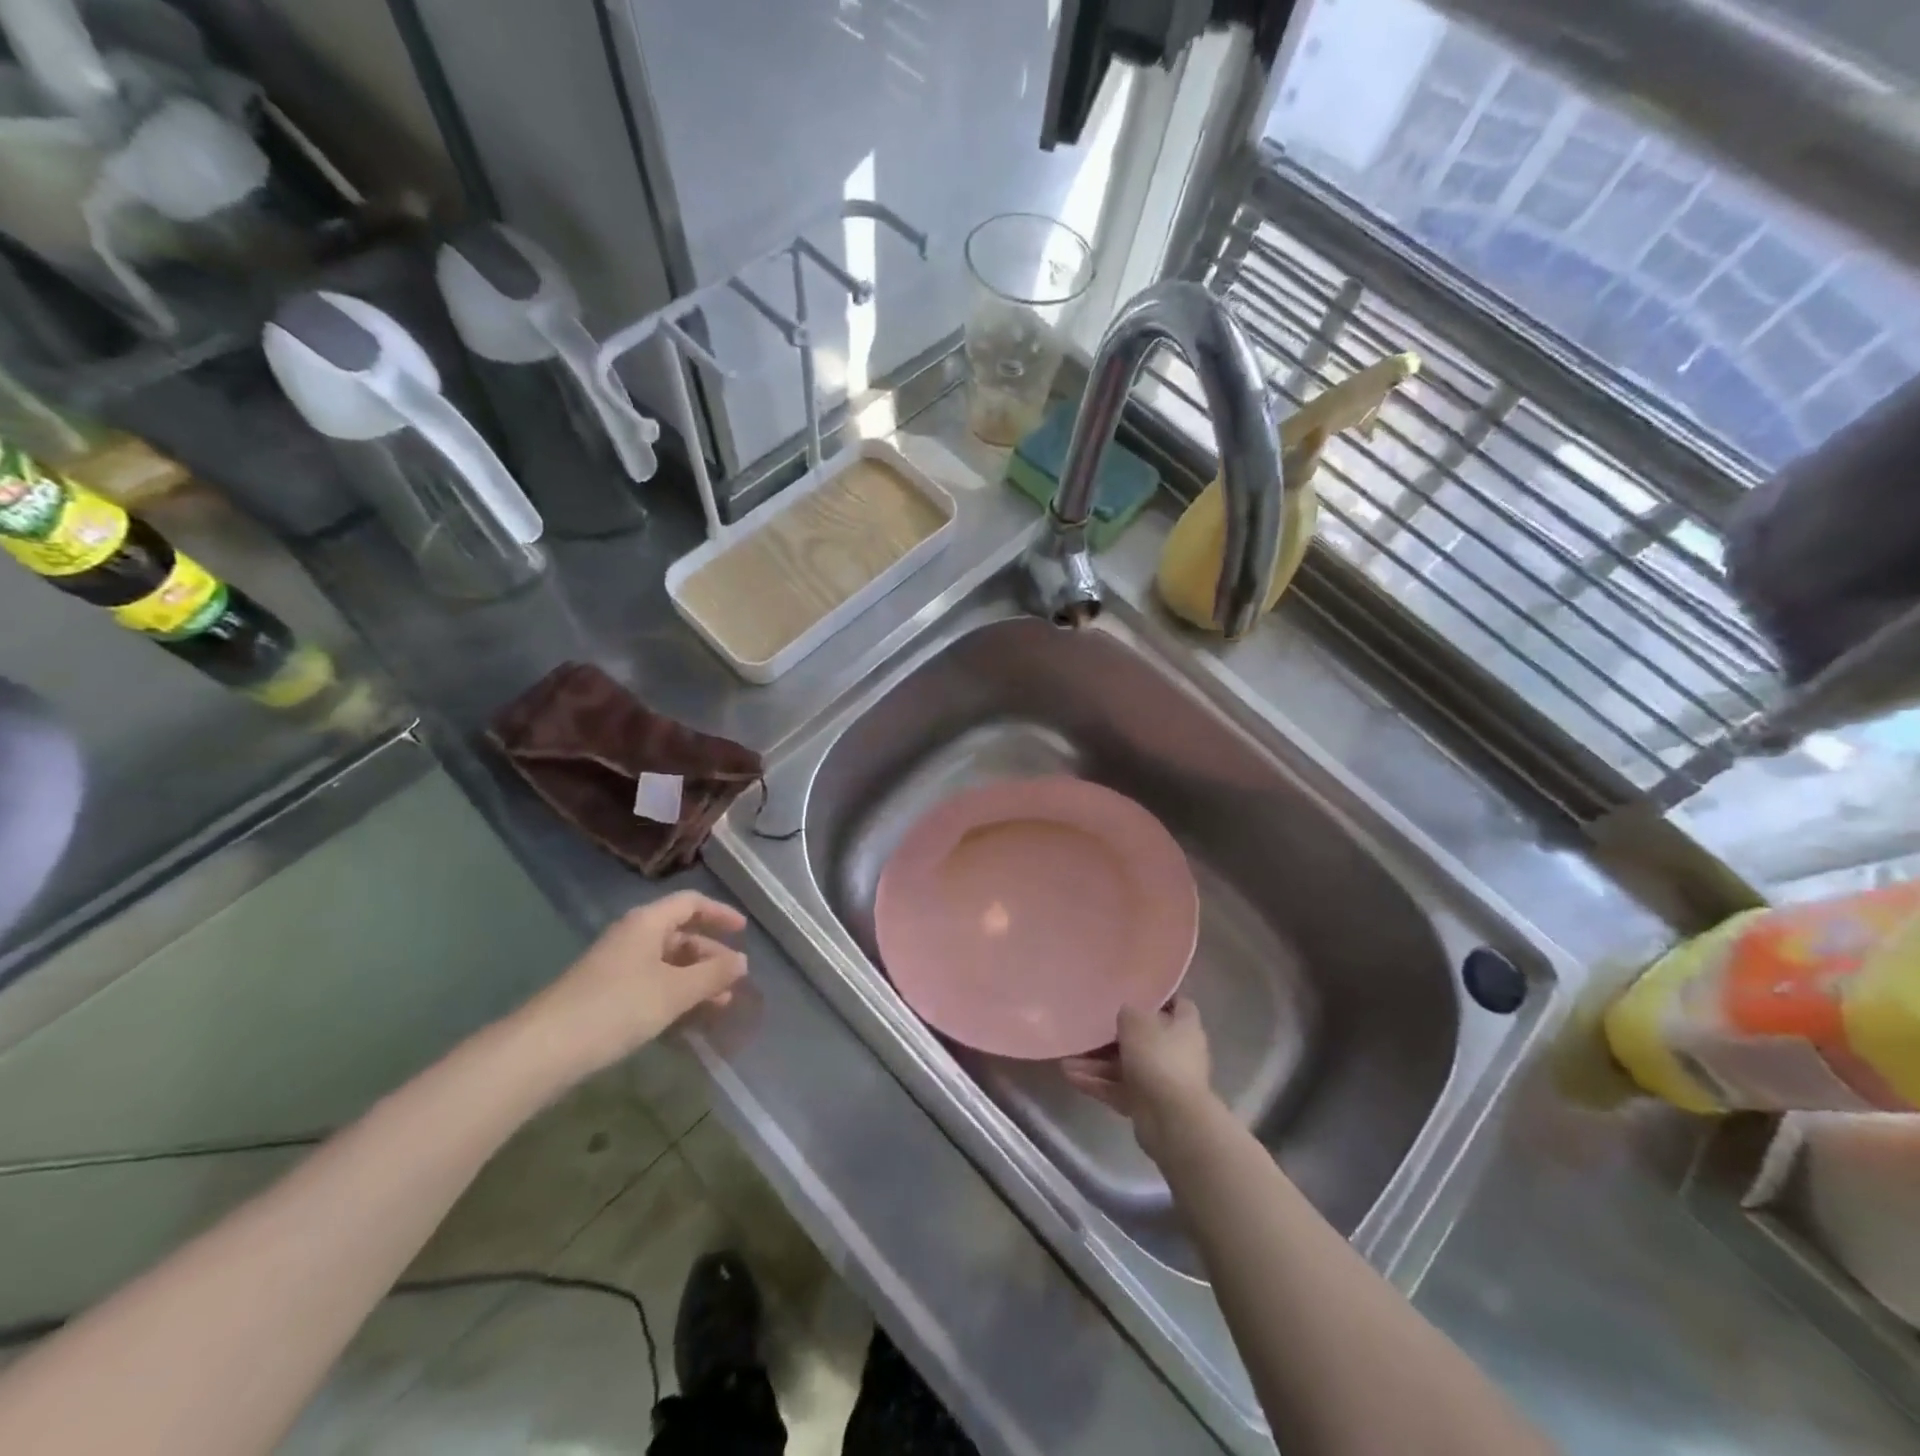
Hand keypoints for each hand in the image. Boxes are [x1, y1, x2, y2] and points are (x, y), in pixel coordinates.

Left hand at [517, 892, 747, 1077]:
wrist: (545, 1048)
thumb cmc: (618, 1007)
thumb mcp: (675, 991)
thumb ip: (713, 974)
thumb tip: (743, 961)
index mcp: (647, 923)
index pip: (691, 903)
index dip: (720, 913)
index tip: (743, 931)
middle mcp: (632, 937)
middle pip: (680, 934)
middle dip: (710, 955)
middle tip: (734, 979)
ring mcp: (616, 966)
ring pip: (667, 963)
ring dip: (695, 980)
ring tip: (719, 1005)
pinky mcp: (605, 994)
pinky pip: (651, 984)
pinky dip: (674, 995)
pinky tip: (687, 1019)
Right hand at [1061, 998, 1215, 1160]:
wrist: (1173, 1120)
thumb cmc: (1159, 1058)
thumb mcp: (1137, 1021)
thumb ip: (1128, 1011)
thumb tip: (1126, 1013)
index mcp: (1185, 1027)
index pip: (1177, 1004)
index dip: (1158, 997)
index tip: (1132, 992)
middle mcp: (1177, 1052)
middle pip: (1143, 1038)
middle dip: (1113, 1035)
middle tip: (1086, 1028)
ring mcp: (1162, 1081)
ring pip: (1125, 1066)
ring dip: (1097, 1063)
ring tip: (1066, 1059)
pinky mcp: (1147, 1105)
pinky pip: (1118, 1089)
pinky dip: (1098, 1083)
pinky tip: (1070, 1076)